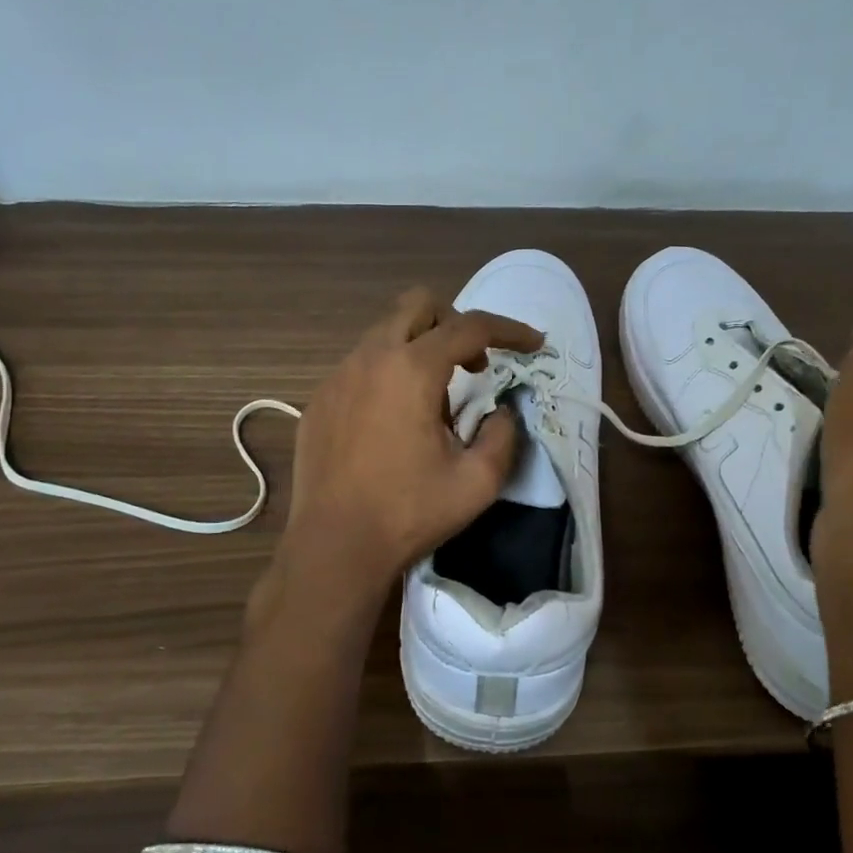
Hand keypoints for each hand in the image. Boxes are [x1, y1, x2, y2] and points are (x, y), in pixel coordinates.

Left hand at [278, 287, 542, 602]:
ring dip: (419, 350)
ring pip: (385, 334)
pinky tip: (393, 422)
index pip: (470, 326)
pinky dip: (388, 375)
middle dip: (455, 322)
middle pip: (417, 305)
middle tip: (474, 365)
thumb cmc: (408, 513)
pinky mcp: (319, 400)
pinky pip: (361, 366)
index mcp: (411, 370)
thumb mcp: (477, 482)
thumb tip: (500, 412)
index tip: (533, 344)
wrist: (333, 547)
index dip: (509, 329)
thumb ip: (503, 436)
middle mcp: (370, 359)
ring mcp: (337, 377)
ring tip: (433, 403)